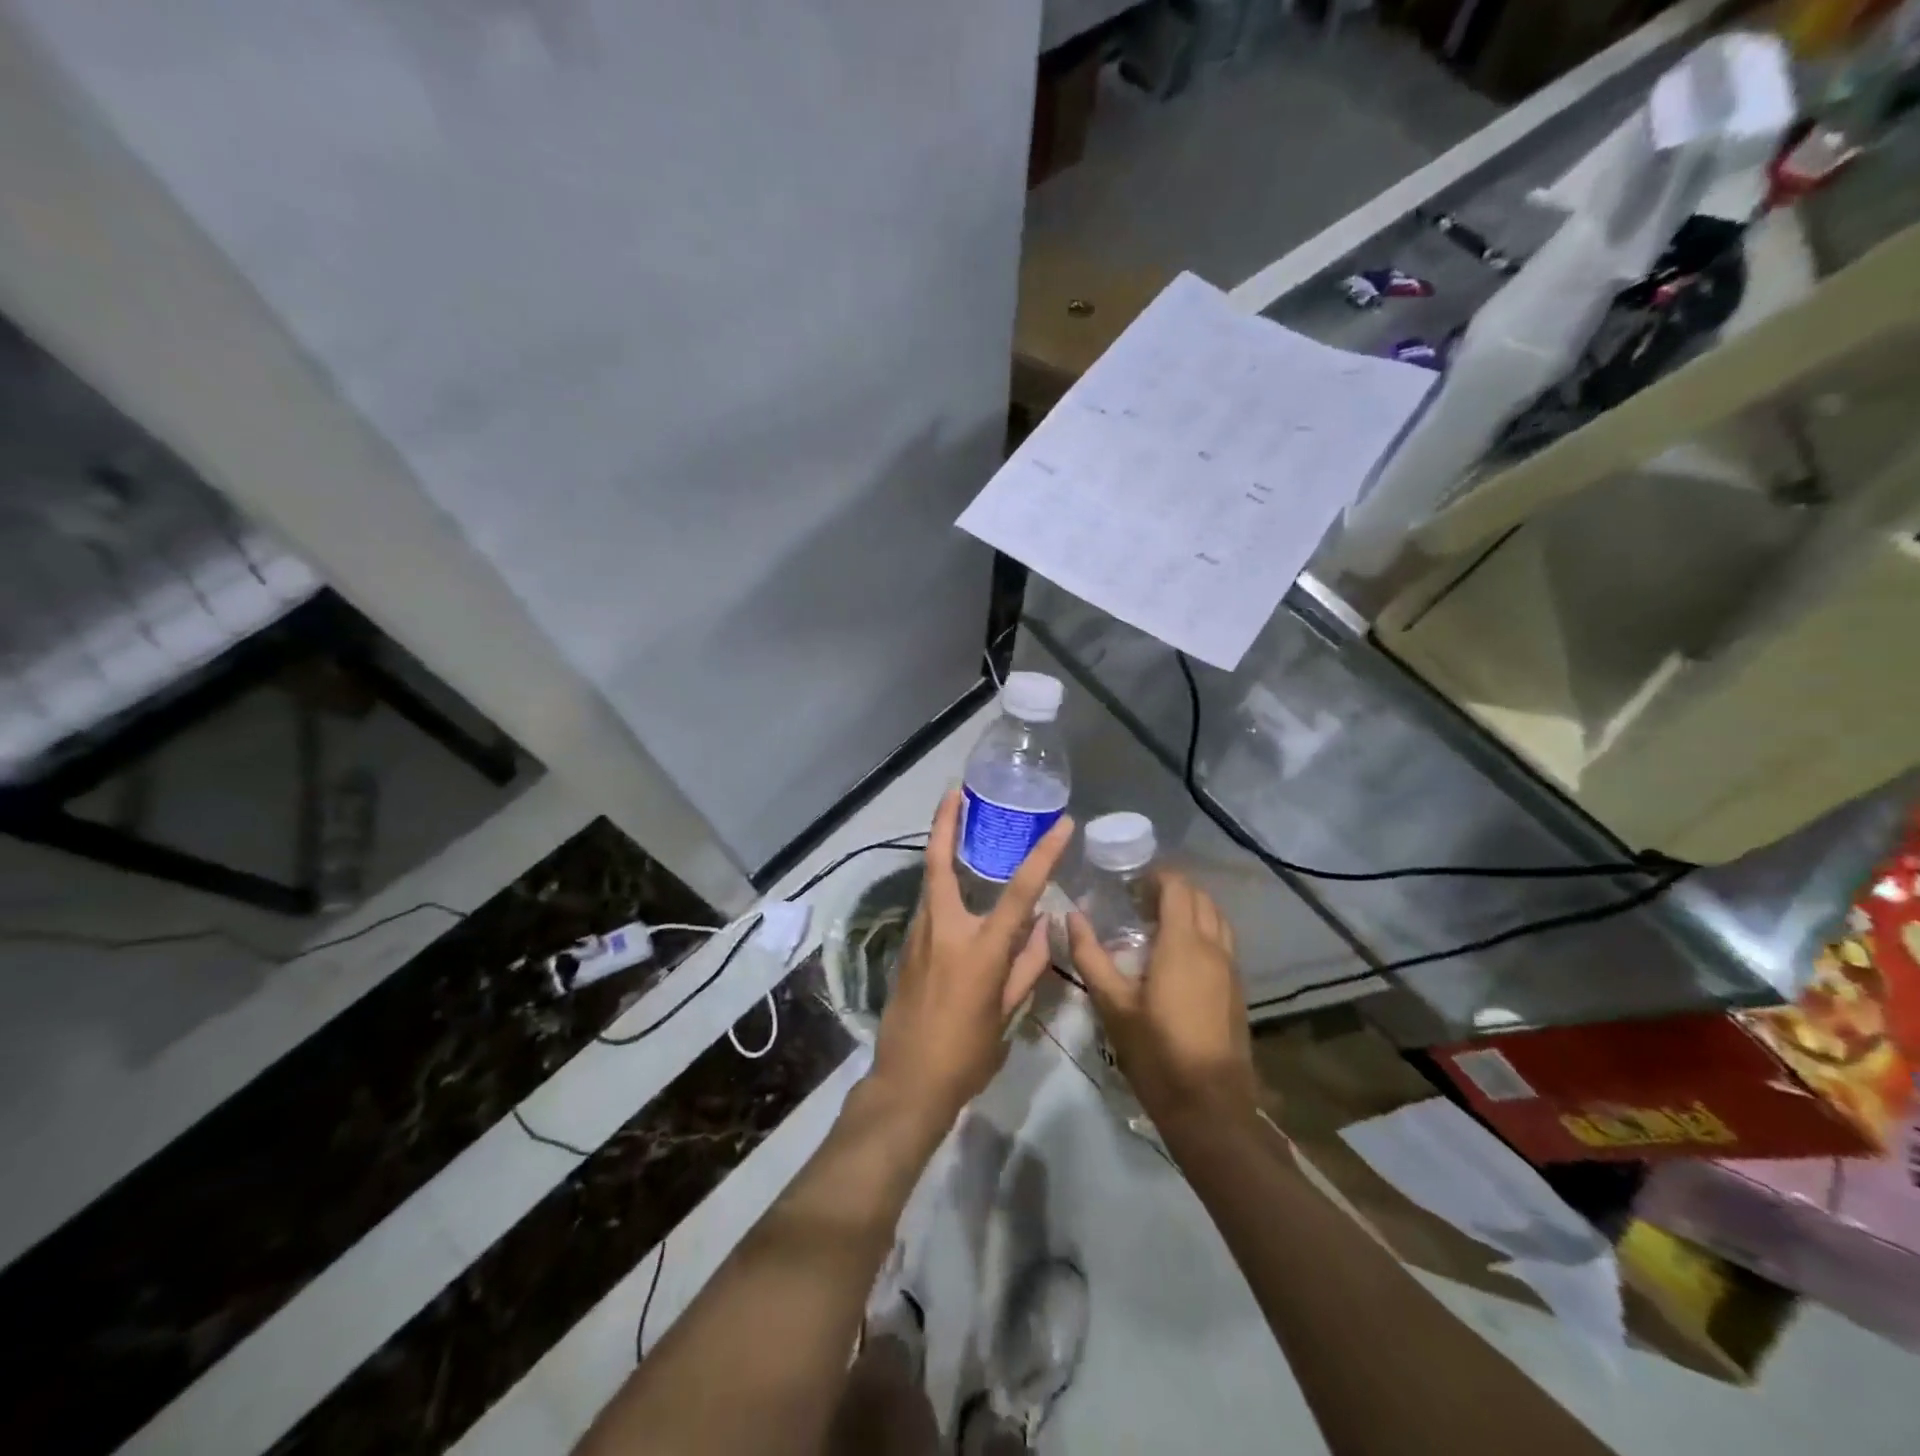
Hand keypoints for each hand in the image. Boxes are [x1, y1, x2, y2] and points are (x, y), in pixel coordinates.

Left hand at [871, 789, 1073, 1129]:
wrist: (907, 1083)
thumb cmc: (965, 1055)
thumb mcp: (1007, 1014)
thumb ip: (1027, 966)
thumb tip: (1044, 926)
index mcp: (980, 949)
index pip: (1020, 891)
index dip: (1044, 855)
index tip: (1062, 825)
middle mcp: (945, 930)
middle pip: (941, 863)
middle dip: (945, 823)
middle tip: (955, 790)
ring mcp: (919, 936)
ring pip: (931, 881)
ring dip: (942, 848)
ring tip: (959, 823)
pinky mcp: (907, 947)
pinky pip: (929, 906)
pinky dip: (942, 885)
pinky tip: (957, 886)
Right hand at [1068, 873, 1259, 1128]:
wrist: (1210, 1107)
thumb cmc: (1156, 1052)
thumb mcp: (1113, 1004)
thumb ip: (1090, 955)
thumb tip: (1071, 916)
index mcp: (1184, 943)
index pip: (1178, 887)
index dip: (1156, 876)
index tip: (1129, 882)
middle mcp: (1213, 947)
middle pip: (1201, 898)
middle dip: (1172, 889)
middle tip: (1138, 900)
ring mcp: (1231, 969)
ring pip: (1217, 919)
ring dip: (1191, 909)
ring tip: (1158, 923)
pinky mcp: (1237, 990)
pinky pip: (1223, 942)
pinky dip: (1203, 931)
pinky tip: (1178, 956)